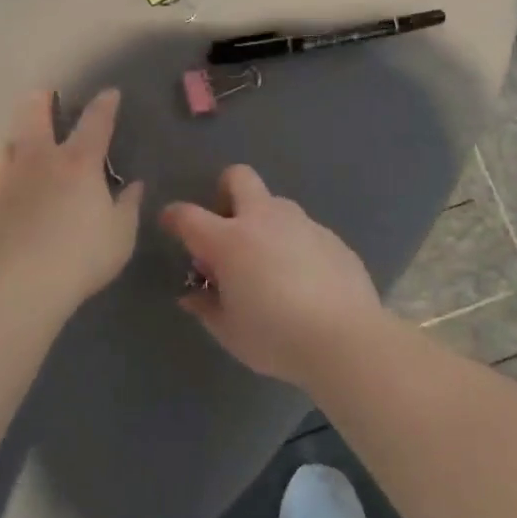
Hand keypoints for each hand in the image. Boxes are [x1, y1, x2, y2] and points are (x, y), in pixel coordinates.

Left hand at [0, 89, 143, 313]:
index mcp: (79, 162)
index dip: (105, 105)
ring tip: (26, 140)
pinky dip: (7, 168)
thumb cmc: (81, 255)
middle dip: (42, 100)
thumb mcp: (120, 234)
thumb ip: (127, 206)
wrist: (17, 281)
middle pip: (35, 114)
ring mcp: (8, 178)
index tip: (110, 94)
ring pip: (10, 141)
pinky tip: (10, 183)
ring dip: (20, 134)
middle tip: (46, 95)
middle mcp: (41, 159)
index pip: (95, 122)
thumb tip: (134, 185)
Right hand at [160, 165, 381, 386]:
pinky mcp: (332, 238)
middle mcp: (263, 220)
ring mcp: (302, 224)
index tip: (170, 225)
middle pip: (238, 178)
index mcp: (229, 241)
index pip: (188, 215)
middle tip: (226, 227)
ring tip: (268, 263)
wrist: (346, 340)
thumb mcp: (229, 332)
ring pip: (275, 204)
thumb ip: (206, 308)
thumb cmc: (276, 337)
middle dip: (225, 191)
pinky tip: (303, 279)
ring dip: (263, 222)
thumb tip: (192, 295)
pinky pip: (303, 230)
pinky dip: (294, 245)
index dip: (173, 216)